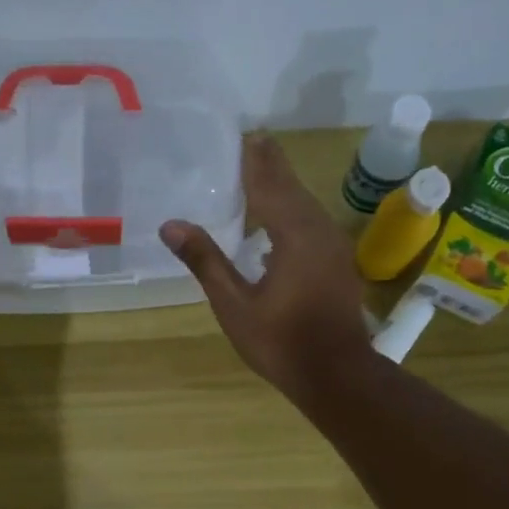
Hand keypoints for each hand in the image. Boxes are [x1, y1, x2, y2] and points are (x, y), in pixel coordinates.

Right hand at [161, 132, 370, 399]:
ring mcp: (333, 247)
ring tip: (264, 171)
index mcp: (294, 235)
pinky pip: (313, 222)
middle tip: (254, 141)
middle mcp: (318, 231)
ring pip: (306, 205)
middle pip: (292, 188)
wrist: (336, 374)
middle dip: (271, 165)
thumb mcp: (235, 306)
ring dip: (285, 186)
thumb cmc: (281, 342)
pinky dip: (294, 210)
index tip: (246, 134)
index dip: (255, 161)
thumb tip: (171, 225)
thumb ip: (206, 261)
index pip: (269, 185)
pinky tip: (282, 219)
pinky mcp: (338, 263)